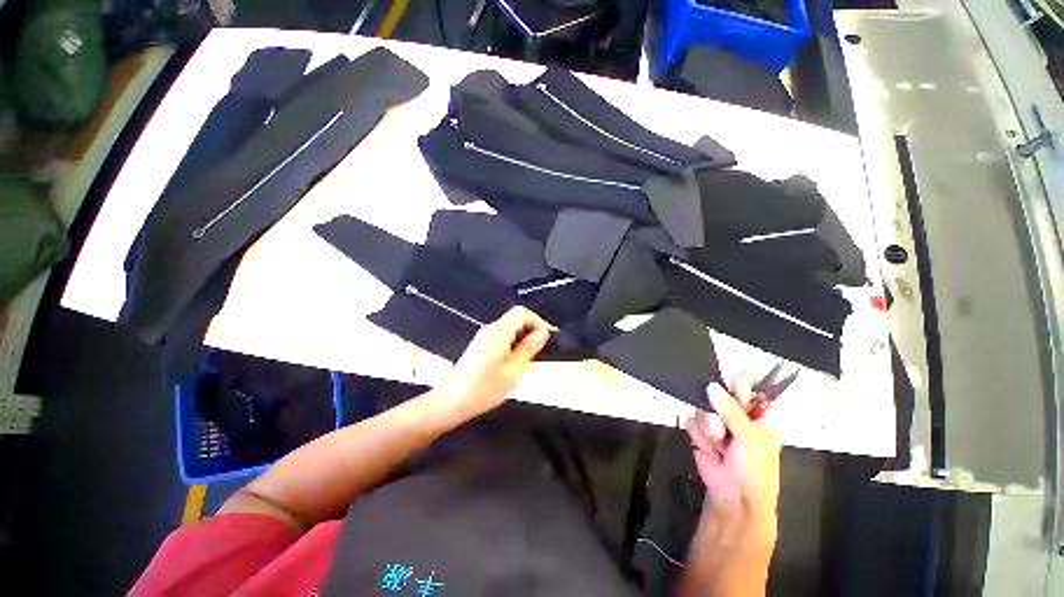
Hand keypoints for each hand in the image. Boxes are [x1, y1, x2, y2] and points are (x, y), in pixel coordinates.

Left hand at [436, 306, 551, 419]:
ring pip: (510, 327)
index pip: (522, 313)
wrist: (452, 401)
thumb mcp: (514, 370)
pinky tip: (516, 361)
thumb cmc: (484, 389)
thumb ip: (529, 348)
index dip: (538, 321)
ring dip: (523, 337)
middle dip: (532, 329)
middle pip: (516, 318)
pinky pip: (503, 336)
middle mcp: (490, 329)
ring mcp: (484, 336)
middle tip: (541, 350)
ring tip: (529, 358)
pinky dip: (514, 343)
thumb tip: (543, 333)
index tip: (547, 338)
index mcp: (498, 332)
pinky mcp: (481, 345)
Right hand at [685, 375, 780, 521]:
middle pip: (719, 393)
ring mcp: (716, 421)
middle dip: (717, 412)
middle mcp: (737, 413)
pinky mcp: (700, 430)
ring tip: (720, 448)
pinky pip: (691, 421)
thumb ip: (732, 412)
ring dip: (709, 430)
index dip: (743, 382)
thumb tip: (712, 387)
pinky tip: (710, 451)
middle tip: (724, 430)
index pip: (751, 385)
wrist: (733, 496)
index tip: (734, 388)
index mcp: (759, 412)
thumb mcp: (751, 439)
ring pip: (702, 407)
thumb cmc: (754, 469)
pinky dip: (699, 437)